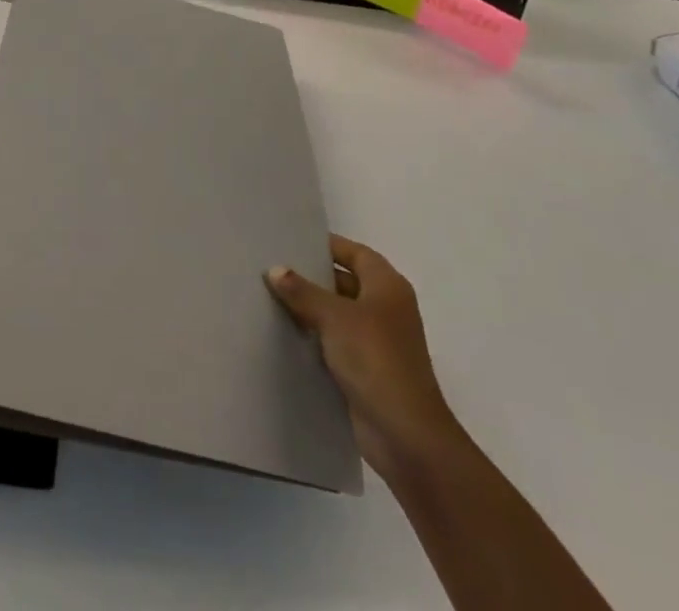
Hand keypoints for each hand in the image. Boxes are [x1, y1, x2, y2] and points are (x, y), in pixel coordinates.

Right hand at [267, 234, 462, 480]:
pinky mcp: (368, 370)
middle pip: (346, 281)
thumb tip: (275, 269)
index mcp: (387, 286)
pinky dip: (316, 337)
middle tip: (274, 269)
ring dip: (312, 310)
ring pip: (339, 314)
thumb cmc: (375, 360)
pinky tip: (287, 335)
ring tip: (272, 298)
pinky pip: (337, 342)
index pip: (354, 253)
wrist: (406, 436)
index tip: (292, 242)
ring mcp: (379, 341)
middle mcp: (386, 308)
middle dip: (313, 277)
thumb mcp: (334, 317)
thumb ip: (302, 291)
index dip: (327, 246)